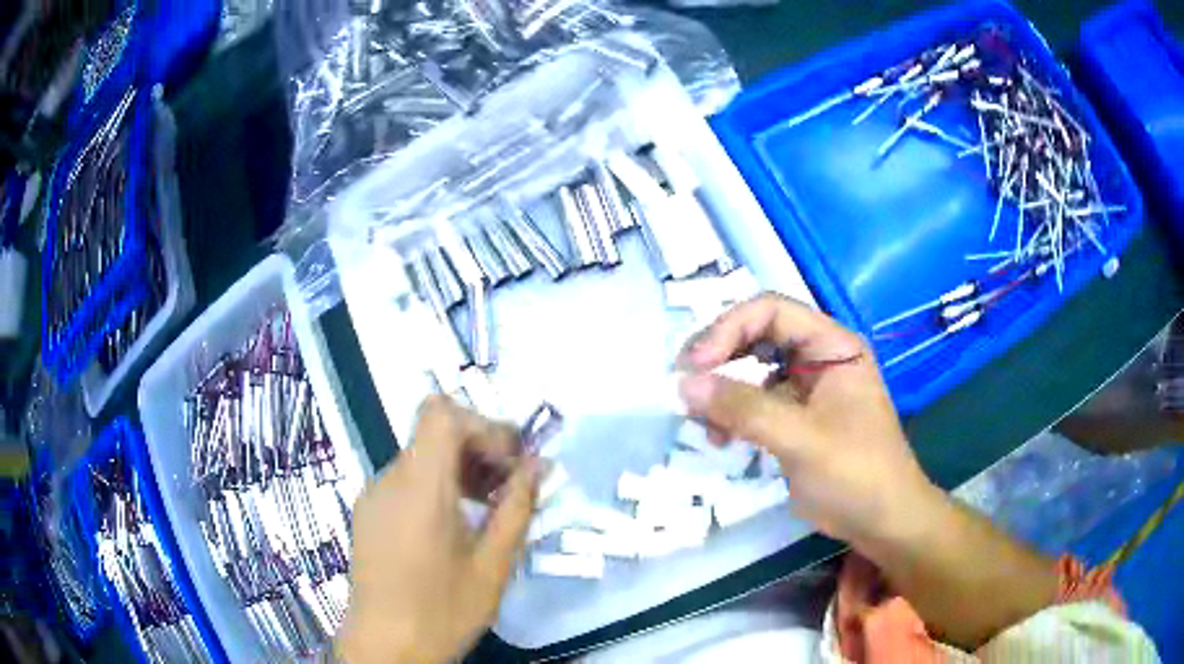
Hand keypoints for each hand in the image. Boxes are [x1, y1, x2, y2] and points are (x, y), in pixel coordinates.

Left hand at [337, 396, 541, 662]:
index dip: (482, 424)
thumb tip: (538, 466)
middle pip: (433, 433)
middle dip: (479, 448)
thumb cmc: (442, 612)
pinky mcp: (368, 514)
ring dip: (460, 469)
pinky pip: (406, 481)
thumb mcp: (492, 566)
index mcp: (419, 488)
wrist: (384, 649)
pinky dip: (437, 486)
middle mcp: (388, 480)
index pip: (441, 414)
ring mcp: (373, 496)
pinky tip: (456, 526)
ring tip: (490, 508)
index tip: (511, 460)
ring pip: (421, 457)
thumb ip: (516, 509)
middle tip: (512, 485)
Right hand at [677, 293, 940, 547]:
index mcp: (832, 346)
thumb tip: (684, 384)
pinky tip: (719, 437)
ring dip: (722, 389)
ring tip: (699, 419)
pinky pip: (754, 402)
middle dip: (720, 357)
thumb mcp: (801, 439)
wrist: (882, 521)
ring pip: (751, 370)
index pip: (771, 311)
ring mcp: (806, 388)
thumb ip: (744, 408)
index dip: (728, 329)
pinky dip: (732, 414)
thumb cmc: (855, 473)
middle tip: (685, 384)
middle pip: (757, 335)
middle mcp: (818, 358)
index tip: (695, 365)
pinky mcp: (795, 418)